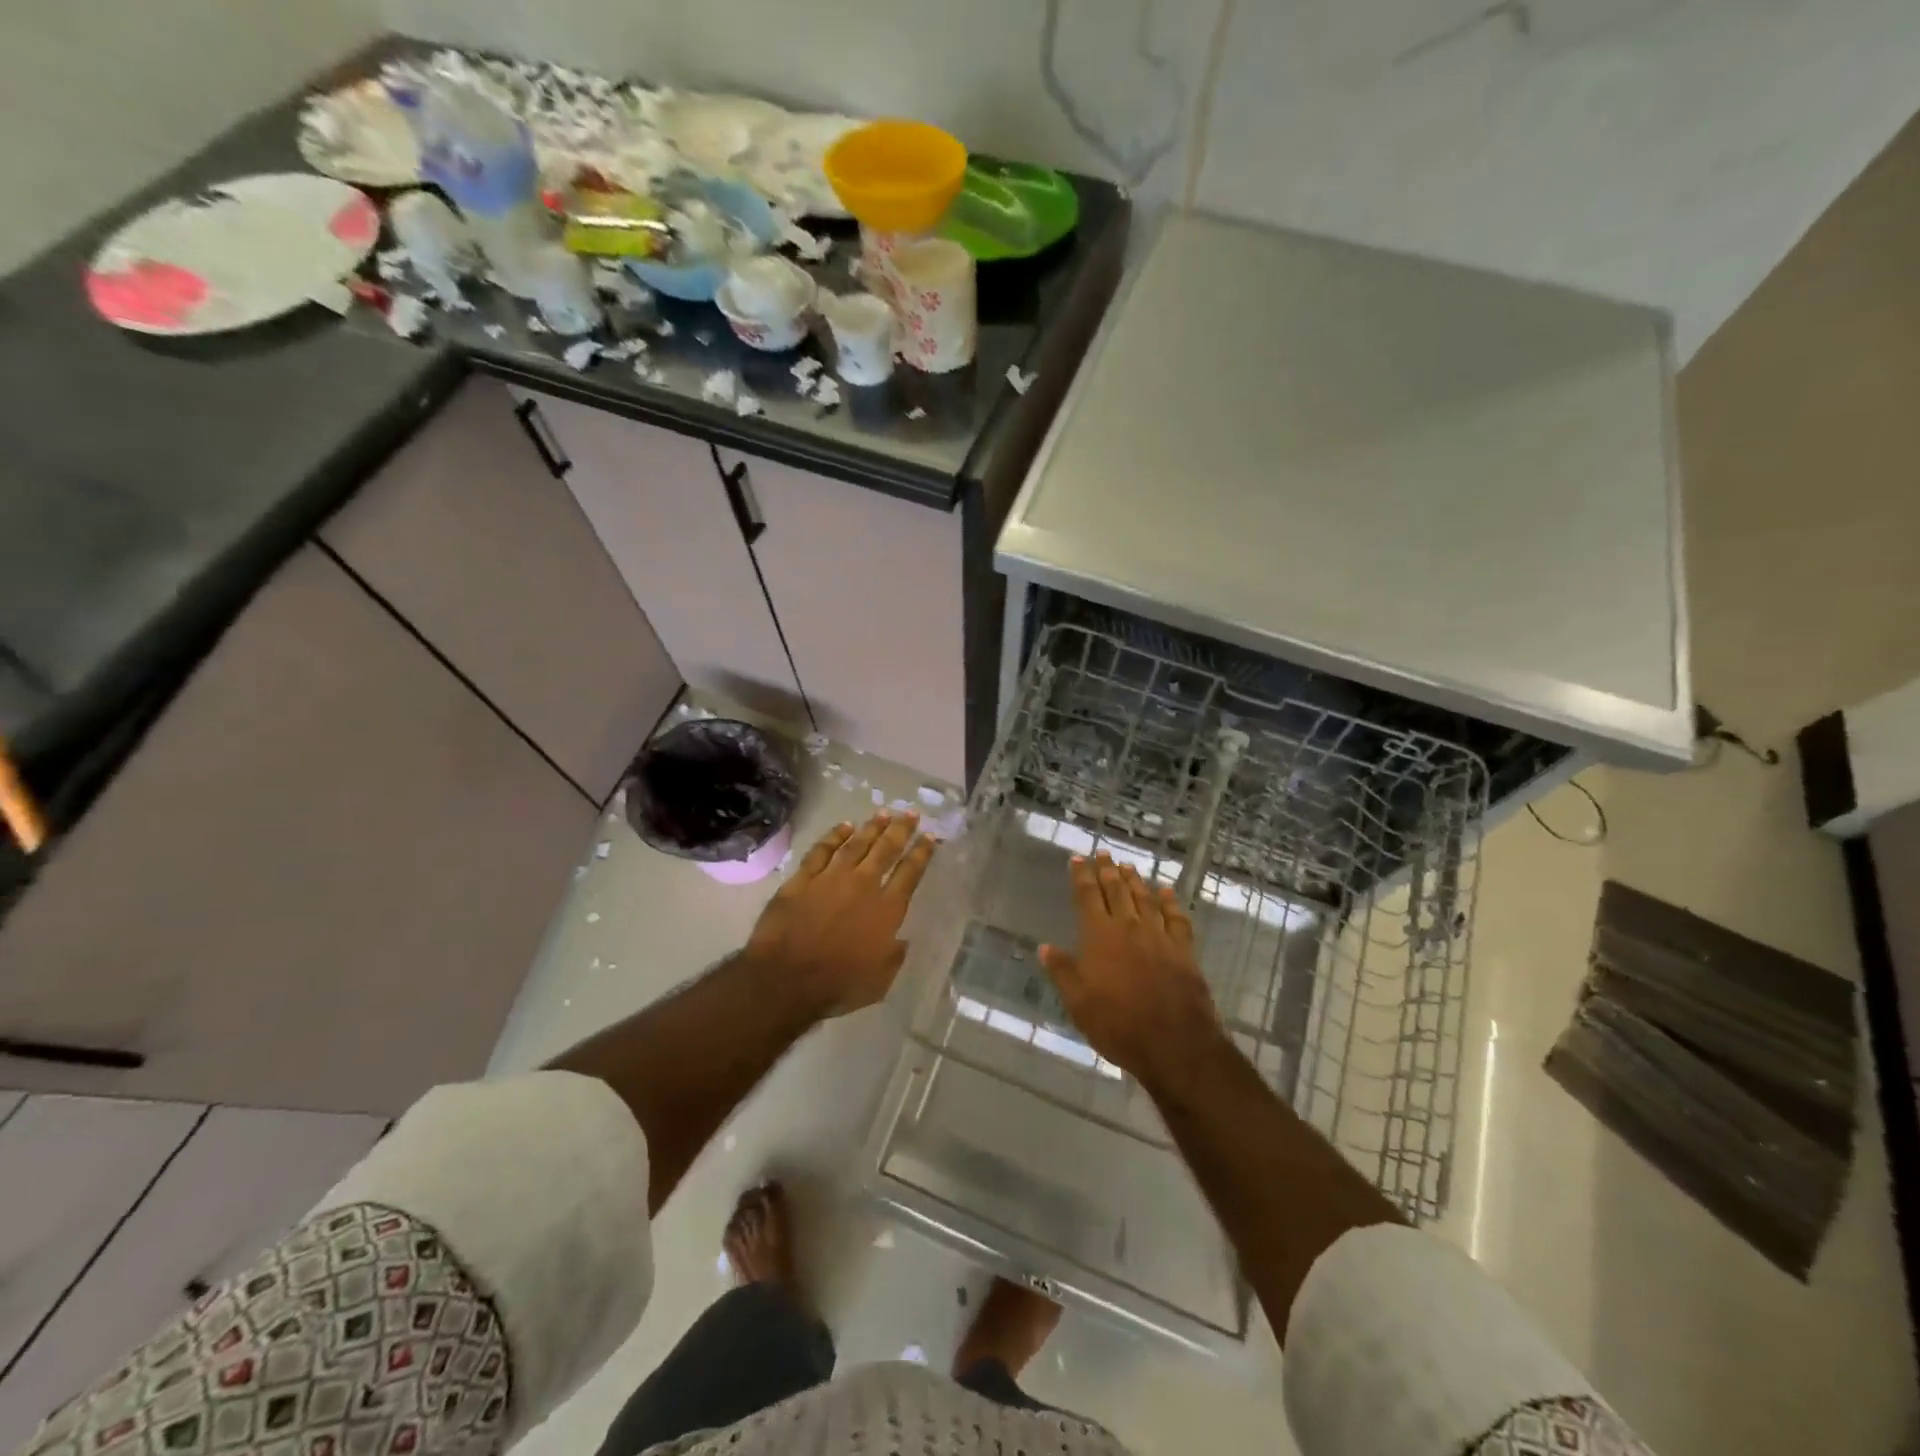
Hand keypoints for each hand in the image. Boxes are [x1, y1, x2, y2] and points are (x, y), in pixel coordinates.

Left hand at [745, 811, 936, 1017]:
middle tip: (910, 812)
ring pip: (856, 844)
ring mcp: (831, 878)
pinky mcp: (803, 879)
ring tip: (883, 813)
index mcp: (887, 909)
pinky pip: (822, 850)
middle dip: (901, 829)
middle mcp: (863, 885)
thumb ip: (893, 956)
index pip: (910, 873)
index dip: (922, 853)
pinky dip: (834, 836)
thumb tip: (900, 940)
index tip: (930, 836)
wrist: (786, 979)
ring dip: (871, 827)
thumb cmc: (838, 985)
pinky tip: (843, 827)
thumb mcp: (880, 980)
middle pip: (886, 850)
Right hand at [1040, 851, 1224, 1083]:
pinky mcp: (1183, 949)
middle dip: (1107, 870)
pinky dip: (1170, 901)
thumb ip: (1062, 972)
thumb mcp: (1078, 1003)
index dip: (1081, 875)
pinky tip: (1166, 892)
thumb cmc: (1117, 1024)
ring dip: (1135, 880)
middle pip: (1116, 890)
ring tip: (1128, 866)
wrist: (1174, 1042)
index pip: (1087, 896)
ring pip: (1145, 898)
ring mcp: (1159, 935)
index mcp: (1099, 935)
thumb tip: (1045, 947)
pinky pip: (1176, 917)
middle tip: (1103, 853)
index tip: (1078, 858)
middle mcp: (1128, 926)